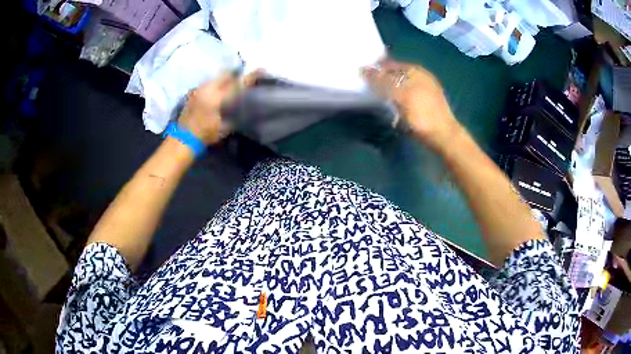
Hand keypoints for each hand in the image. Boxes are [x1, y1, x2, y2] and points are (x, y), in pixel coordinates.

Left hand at [178, 70, 260, 144]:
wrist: (183, 138)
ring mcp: (199, 89)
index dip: (250, 76)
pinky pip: (208, 83)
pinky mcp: (193, 92)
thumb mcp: (225, 128)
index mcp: (217, 98)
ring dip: (225, 78)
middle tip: (244, 76)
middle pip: (225, 74)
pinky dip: (216, 84)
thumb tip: (244, 107)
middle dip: (236, 73)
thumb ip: (235, 115)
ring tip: (231, 83)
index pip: (237, 83)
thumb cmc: (206, 135)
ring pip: (216, 77)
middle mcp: (208, 89)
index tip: (261, 70)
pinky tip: (218, 90)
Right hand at [362, 59, 460, 150]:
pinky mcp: (425, 105)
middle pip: (396, 74)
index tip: (361, 75)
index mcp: (415, 71)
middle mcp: (421, 77)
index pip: (390, 64)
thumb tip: (363, 69)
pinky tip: (390, 106)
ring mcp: (424, 91)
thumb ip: (382, 81)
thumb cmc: (421, 113)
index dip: (376, 68)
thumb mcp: (400, 94)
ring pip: (401, 86)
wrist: (443, 136)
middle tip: (365, 86)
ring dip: (389, 90)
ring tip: (375, 97)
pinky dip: (397, 100)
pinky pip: (406, 97)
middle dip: (382, 79)